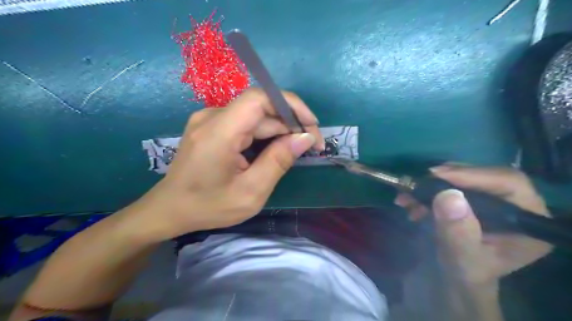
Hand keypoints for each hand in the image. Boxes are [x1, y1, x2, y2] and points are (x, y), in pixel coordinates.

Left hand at [128, 88, 323, 240]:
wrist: (169, 209)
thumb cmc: (208, 206)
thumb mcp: (250, 192)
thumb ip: (278, 161)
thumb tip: (305, 138)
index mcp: (219, 132)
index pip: (260, 98)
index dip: (290, 105)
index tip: (311, 125)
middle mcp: (213, 117)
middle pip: (261, 109)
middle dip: (290, 124)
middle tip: (311, 147)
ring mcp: (210, 120)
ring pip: (255, 117)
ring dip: (279, 130)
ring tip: (296, 151)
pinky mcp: (211, 126)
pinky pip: (245, 123)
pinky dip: (264, 134)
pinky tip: (274, 150)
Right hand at [396, 165, 551, 285]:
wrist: (458, 276)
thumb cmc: (467, 272)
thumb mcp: (462, 257)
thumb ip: (458, 231)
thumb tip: (449, 195)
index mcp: (527, 220)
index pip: (508, 183)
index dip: (473, 175)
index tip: (437, 176)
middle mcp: (515, 204)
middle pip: (483, 175)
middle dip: (446, 178)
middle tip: (418, 183)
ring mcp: (493, 199)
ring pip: (464, 177)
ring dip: (432, 184)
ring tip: (407, 197)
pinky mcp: (474, 197)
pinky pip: (451, 183)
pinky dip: (428, 189)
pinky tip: (411, 202)